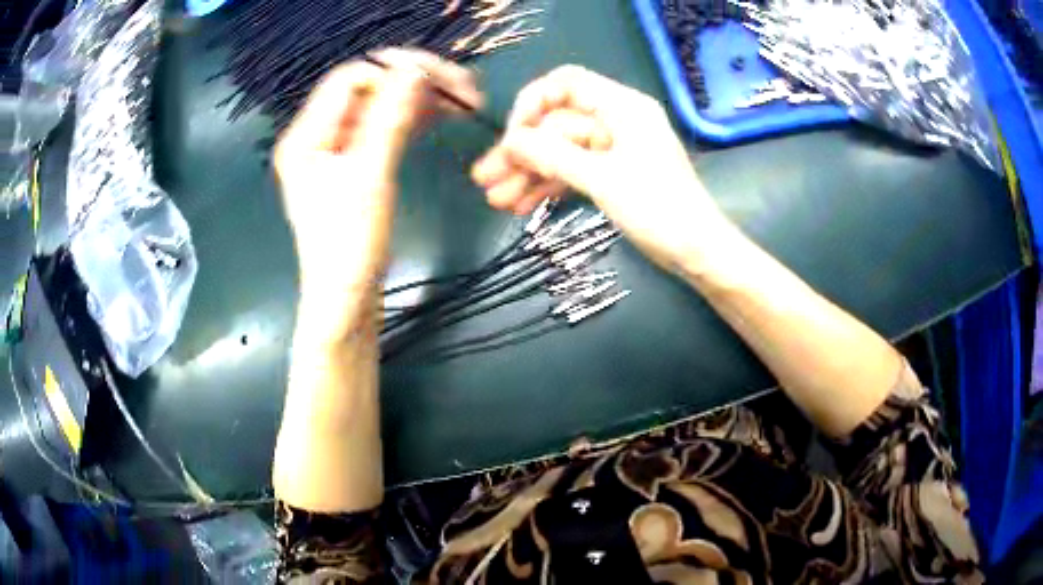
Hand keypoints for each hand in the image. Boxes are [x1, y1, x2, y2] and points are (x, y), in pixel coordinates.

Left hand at [274, 48, 480, 341]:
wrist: (346, 300)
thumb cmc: (350, 245)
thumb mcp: (369, 178)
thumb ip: (389, 119)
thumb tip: (414, 70)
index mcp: (307, 136)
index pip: (351, 79)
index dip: (394, 70)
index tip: (441, 79)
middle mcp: (317, 136)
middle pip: (368, 88)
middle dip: (414, 82)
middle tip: (463, 88)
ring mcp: (336, 150)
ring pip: (380, 106)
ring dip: (419, 99)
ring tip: (463, 101)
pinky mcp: (355, 164)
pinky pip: (384, 128)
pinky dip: (411, 119)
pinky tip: (441, 117)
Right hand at [472, 65, 731, 272]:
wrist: (697, 252)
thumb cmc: (659, 210)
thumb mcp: (603, 179)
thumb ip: (553, 156)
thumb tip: (510, 141)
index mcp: (622, 107)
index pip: (566, 84)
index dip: (533, 103)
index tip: (511, 137)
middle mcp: (615, 121)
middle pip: (556, 125)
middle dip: (521, 152)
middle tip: (486, 179)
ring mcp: (613, 149)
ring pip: (560, 152)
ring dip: (529, 174)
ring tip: (497, 200)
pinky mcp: (612, 174)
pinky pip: (573, 172)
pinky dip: (549, 186)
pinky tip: (521, 205)